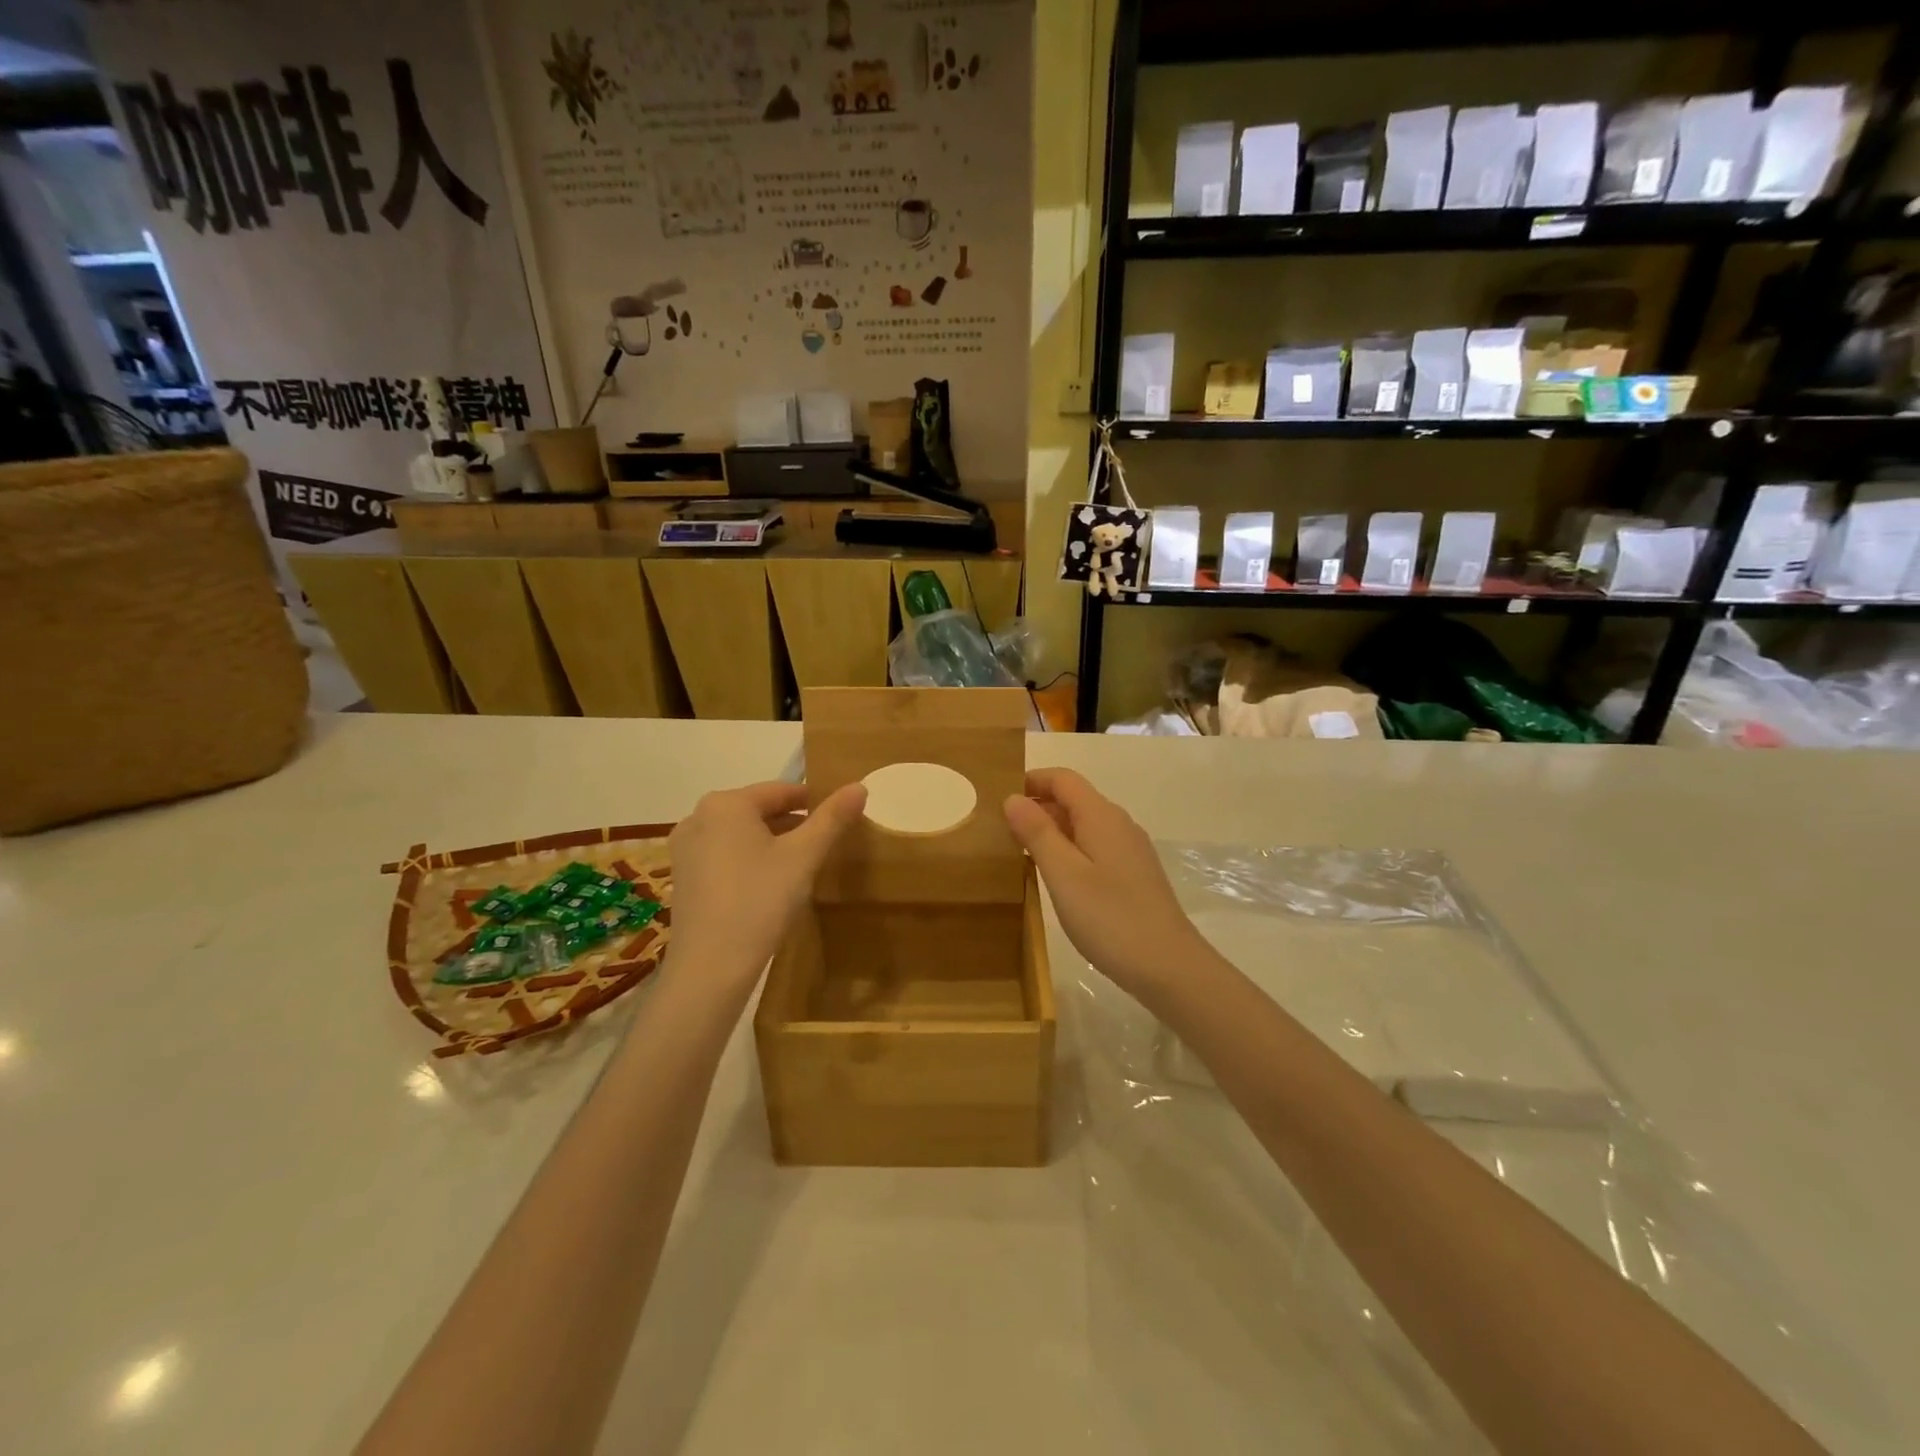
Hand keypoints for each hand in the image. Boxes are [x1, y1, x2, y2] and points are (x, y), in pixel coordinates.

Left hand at [668, 780, 867, 985]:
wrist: (710, 967)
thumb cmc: (760, 901)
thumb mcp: (804, 857)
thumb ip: (832, 818)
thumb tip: (859, 786)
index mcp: (726, 803)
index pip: (781, 790)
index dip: (814, 802)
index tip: (838, 818)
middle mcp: (698, 817)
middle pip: (758, 810)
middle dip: (793, 824)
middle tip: (824, 844)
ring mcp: (685, 849)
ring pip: (741, 834)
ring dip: (772, 843)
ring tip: (801, 864)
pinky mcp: (683, 877)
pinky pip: (724, 855)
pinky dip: (749, 860)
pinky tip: (769, 884)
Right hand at [1003, 768, 1206, 998]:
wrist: (1168, 967)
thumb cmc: (1110, 917)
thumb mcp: (1063, 874)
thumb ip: (1037, 832)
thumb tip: (1013, 797)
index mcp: (1101, 816)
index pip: (1063, 779)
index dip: (1031, 780)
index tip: (998, 798)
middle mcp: (1118, 824)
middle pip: (1073, 799)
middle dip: (1037, 806)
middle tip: (1000, 830)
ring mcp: (1130, 850)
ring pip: (1083, 825)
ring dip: (1051, 830)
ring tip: (1019, 853)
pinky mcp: (1133, 875)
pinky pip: (1094, 847)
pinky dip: (1069, 850)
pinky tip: (1054, 877)